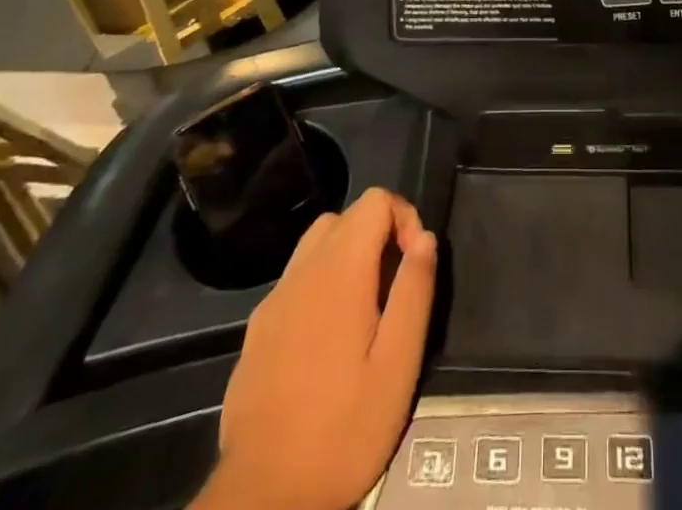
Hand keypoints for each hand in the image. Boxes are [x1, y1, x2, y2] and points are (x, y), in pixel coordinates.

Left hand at [198, 189, 437, 509]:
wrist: (262, 498)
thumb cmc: (342, 430)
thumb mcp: (398, 365)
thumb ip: (414, 291)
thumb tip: (425, 238)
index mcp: (340, 271)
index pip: (375, 201)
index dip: (404, 217)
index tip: (414, 264)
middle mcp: (302, 272)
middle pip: (344, 217)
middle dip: (377, 235)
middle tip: (393, 289)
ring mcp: (273, 300)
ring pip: (315, 245)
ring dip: (346, 257)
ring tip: (365, 311)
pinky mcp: (256, 331)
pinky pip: (295, 281)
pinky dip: (319, 285)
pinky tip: (328, 340)